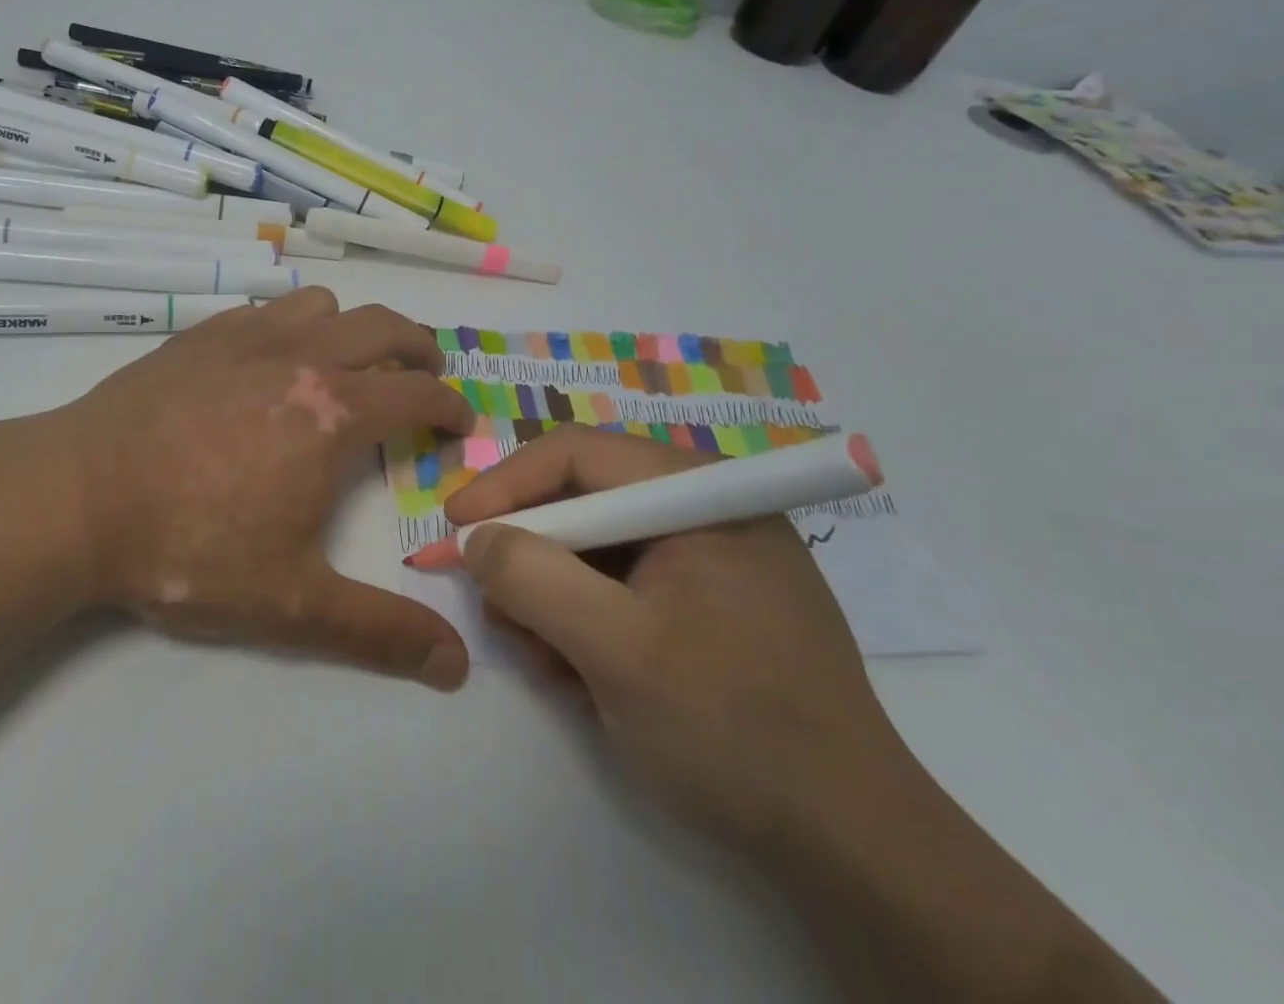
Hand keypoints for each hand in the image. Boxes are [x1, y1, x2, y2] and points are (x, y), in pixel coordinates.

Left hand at [44, 288, 476, 688]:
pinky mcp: (199, 334)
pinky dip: (291, 324)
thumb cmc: (188, 547)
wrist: (76, 498)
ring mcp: (246, 337)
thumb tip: (456, 665)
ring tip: (348, 363)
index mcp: (333, 412)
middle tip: (427, 373)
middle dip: (419, 347)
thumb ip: (379, 632)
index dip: (451, 406)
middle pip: (383, 326)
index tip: (460, 424)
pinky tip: (270, 360)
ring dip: (351, 327)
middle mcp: (300, 357)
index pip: (418, 392)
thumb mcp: (290, 604)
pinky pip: (265, 309)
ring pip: (322, 305)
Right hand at [444, 425, 910, 850]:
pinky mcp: (708, 603)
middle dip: (532, 556)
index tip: (453, 529)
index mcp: (698, 494)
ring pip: (595, 550)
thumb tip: (478, 539)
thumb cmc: (734, 730)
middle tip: (498, 610)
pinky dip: (586, 622)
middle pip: (583, 502)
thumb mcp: (617, 650)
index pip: (577, 456)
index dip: (505, 486)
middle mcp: (704, 510)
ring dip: (554, 599)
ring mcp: (709, 558)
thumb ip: (534, 579)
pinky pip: (622, 588)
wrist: (853, 851)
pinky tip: (581, 675)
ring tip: (548, 661)